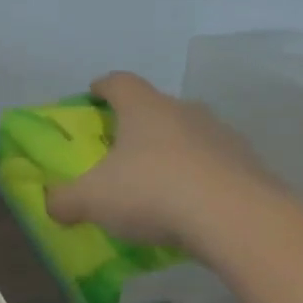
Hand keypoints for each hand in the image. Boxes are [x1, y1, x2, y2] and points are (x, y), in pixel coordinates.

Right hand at [44, 71, 280, 253]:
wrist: (237, 220)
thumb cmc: (152, 192)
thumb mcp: (91, 200)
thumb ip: (64, 200)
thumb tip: (52, 203)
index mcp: (144, 108)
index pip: (120, 82)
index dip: (103, 87)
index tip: (93, 96)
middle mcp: (185, 112)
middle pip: (156, 108)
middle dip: (138, 125)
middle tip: (121, 151)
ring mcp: (223, 136)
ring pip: (189, 137)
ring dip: (172, 153)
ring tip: (157, 185)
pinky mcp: (250, 166)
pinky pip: (214, 167)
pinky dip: (199, 180)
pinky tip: (189, 209)